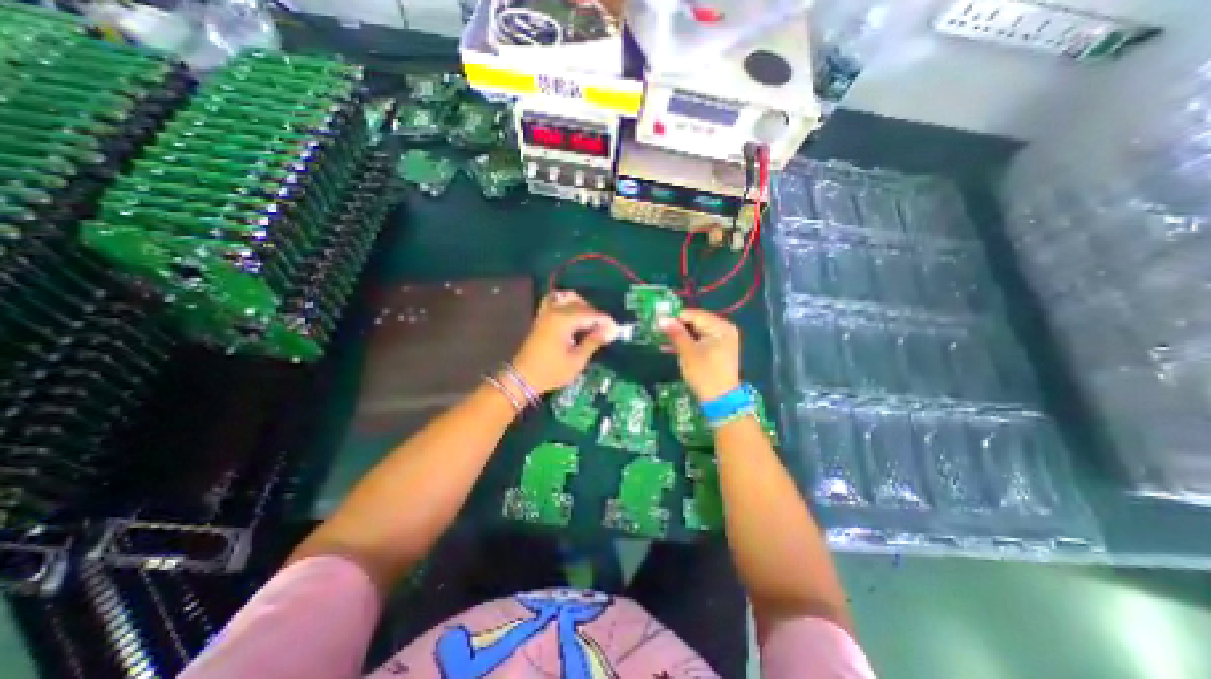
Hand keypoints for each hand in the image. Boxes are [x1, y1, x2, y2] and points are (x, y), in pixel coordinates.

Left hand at [511, 288, 617, 394]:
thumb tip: (610, 331)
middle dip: (596, 315)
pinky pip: (555, 301)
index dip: (606, 321)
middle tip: (604, 331)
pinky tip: (573, 315)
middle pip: (582, 304)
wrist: (522, 377)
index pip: (591, 314)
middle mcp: (555, 311)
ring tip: (590, 323)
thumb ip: (593, 342)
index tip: (616, 331)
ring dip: (583, 307)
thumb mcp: (577, 360)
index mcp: (564, 320)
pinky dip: (567, 303)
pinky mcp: (542, 317)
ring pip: (569, 298)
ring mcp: (546, 312)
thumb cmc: (551, 372)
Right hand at [659, 307, 743, 401]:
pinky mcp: (718, 350)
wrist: (720, 401)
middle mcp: (724, 329)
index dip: (675, 318)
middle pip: (696, 322)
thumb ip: (675, 333)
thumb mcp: (688, 352)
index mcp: (720, 327)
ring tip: (662, 339)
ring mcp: (722, 340)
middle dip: (677, 327)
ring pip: (696, 332)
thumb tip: (661, 318)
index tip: (657, 322)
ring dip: (680, 336)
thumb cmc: (705, 374)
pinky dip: (688, 343)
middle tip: (658, 331)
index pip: (694, 315)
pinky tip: (672, 347)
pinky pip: (700, 340)